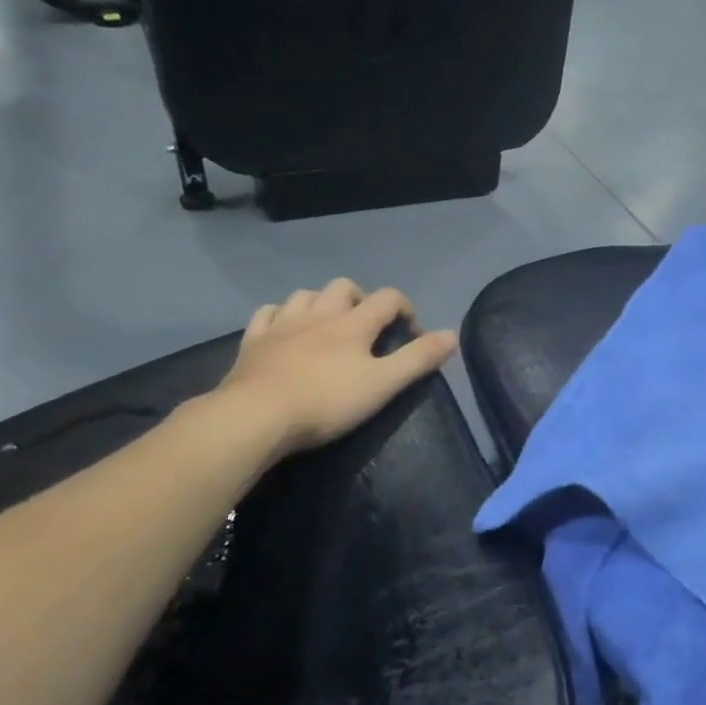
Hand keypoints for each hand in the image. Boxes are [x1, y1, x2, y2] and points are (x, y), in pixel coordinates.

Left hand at [208, 279, 458, 459]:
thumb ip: (419, 359)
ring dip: (321, 302)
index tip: (412, 332)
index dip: (405, 308)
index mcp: (354, 323)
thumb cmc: (327, 402)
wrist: (256, 417)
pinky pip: (267, 313)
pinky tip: (283, 327)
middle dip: (361, 299)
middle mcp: (319, 314)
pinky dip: (280, 315)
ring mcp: (282, 325)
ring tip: (327, 324)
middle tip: (368, 325)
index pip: (388, 298)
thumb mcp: (383, 384)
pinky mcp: (253, 341)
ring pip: (305, 295)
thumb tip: (452, 334)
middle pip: (344, 287)